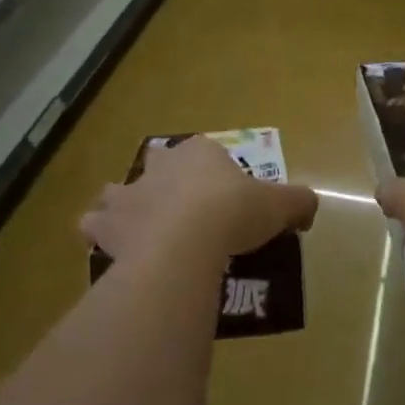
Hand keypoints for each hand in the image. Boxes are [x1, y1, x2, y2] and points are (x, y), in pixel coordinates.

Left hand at [80, 135, 318, 267]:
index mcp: (199, 151)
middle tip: (182, 212)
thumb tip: (309, 209)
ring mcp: (129, 193)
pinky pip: (95, 227)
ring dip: (125, 207)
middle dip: (164, 183)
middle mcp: (159, 165)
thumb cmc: (234, 213)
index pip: (206, 151)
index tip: (226, 199)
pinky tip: (117, 252)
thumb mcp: (280, 205)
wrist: (186, 243)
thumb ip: (298, 203)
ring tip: (142, 230)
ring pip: (119, 193)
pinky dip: (101, 237)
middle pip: (158, 166)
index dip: (215, 173)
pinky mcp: (107, 226)